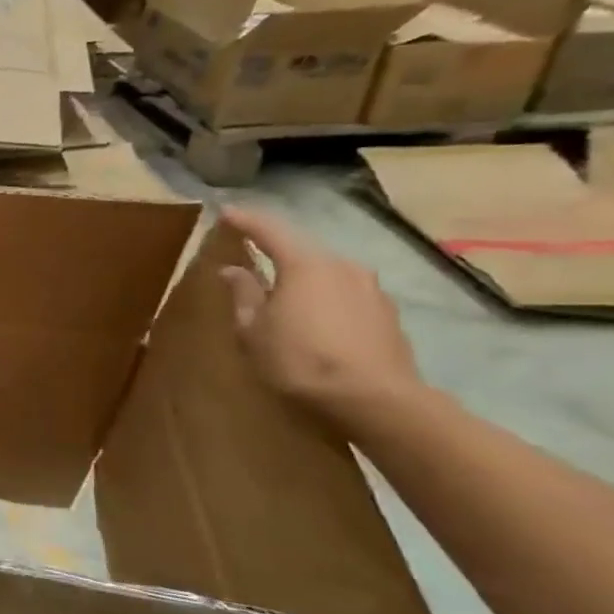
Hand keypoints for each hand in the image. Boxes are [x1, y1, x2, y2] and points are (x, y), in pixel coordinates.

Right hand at [218, 207, 421, 423]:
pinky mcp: (386, 314)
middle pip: (302, 251)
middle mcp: (342, 266)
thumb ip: (243, 294)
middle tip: (253, 258)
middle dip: (277, 253)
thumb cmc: (299, 360)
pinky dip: (325, 300)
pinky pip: (345, 295)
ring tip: (284, 296)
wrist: (375, 400)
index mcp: (304, 264)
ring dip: (303, 280)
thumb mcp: (253, 329)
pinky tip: (315, 321)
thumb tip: (234, 270)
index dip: (245, 221)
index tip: (226, 213)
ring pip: (326, 274)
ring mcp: (371, 289)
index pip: (269, 230)